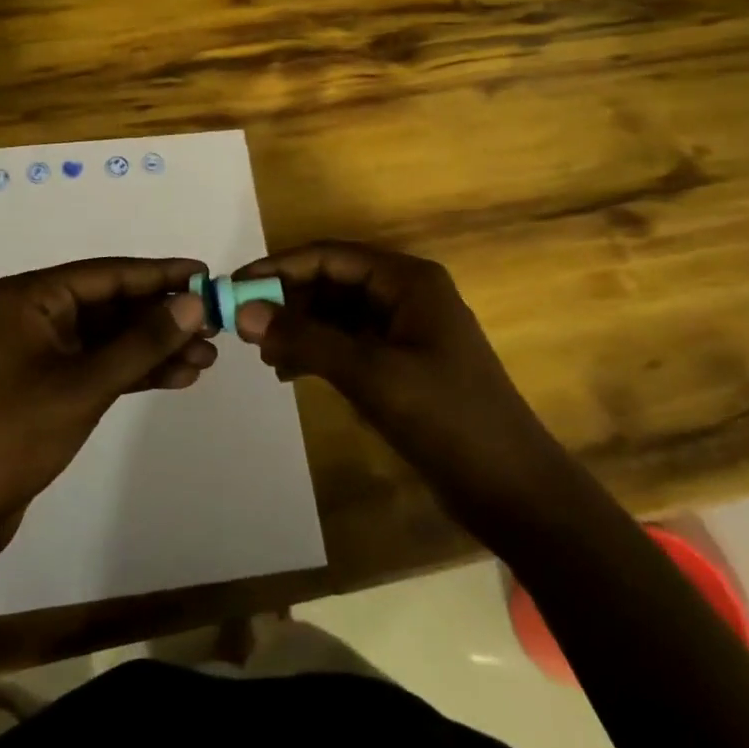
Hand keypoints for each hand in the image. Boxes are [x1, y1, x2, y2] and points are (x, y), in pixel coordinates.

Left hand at [0, 258, 215, 537]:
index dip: (160, 274)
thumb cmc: (14, 434)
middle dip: (162, 317)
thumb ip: (142, 342)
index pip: (108, 274)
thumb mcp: (85, 385)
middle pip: (112, 304)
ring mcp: (42, 349)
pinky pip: (100, 364)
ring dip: (155, 347)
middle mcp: (37, 313)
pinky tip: (177, 377)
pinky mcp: (48, 383)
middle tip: (215, 326)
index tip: (206, 274)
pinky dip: (135, 370)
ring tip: (206, 359)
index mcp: (33, 297)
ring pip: (110, 337)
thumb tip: (194, 303)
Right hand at [232, 241, 569, 528]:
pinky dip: (317, 351)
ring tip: (265, 355)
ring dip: (299, 328)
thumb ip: (305, 339)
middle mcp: (405, 295)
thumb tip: (243, 312)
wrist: (514, 491)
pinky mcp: (401, 363)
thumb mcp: (371, 374)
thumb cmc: (446, 419)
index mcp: (407, 280)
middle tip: (244, 327)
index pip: (330, 256)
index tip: (235, 285)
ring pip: (336, 313)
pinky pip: (348, 342)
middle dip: (288, 300)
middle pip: (331, 282)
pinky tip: (289, 372)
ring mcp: (404, 330)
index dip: (279, 266)